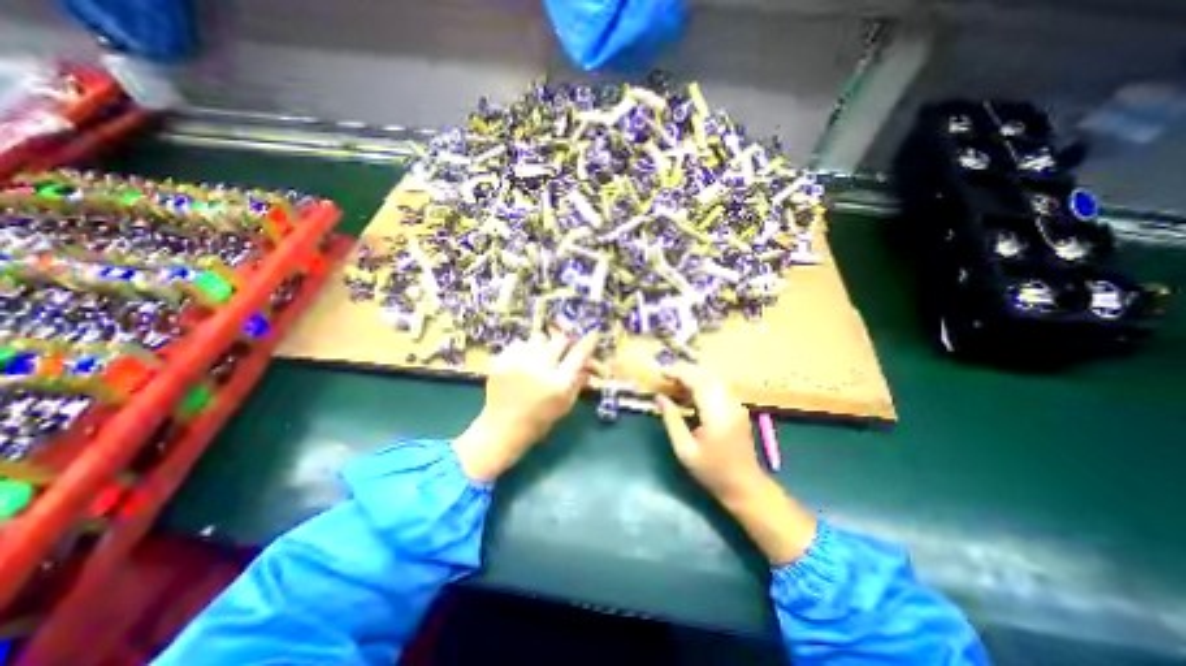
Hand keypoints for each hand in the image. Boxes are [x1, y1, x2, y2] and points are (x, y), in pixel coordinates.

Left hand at [453, 333, 597, 482]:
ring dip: (543, 346)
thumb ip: (578, 382)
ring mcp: (518, 363)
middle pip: (560, 340)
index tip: (593, 333)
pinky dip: (525, 349)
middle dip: (564, 343)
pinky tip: (523, 362)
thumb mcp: (565, 405)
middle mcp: (540, 369)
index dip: (588, 341)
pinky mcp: (501, 361)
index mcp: (558, 383)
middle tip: (561, 351)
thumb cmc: (539, 420)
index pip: (579, 354)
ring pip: (539, 338)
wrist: (502, 428)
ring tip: (539, 358)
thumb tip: (588, 363)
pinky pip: (519, 343)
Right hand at [654, 366, 822, 564]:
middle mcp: (729, 402)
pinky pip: (717, 384)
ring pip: (713, 376)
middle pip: (706, 373)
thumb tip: (658, 397)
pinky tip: (688, 392)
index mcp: (717, 413)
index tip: (660, 372)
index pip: (697, 380)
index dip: (677, 372)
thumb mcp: (684, 449)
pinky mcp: (736, 406)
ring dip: (693, 374)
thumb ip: (671, 419)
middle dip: (684, 370)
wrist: (745, 485)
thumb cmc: (712, 471)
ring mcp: (735, 403)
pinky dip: (701, 382)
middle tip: (665, 376)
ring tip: (673, 383)